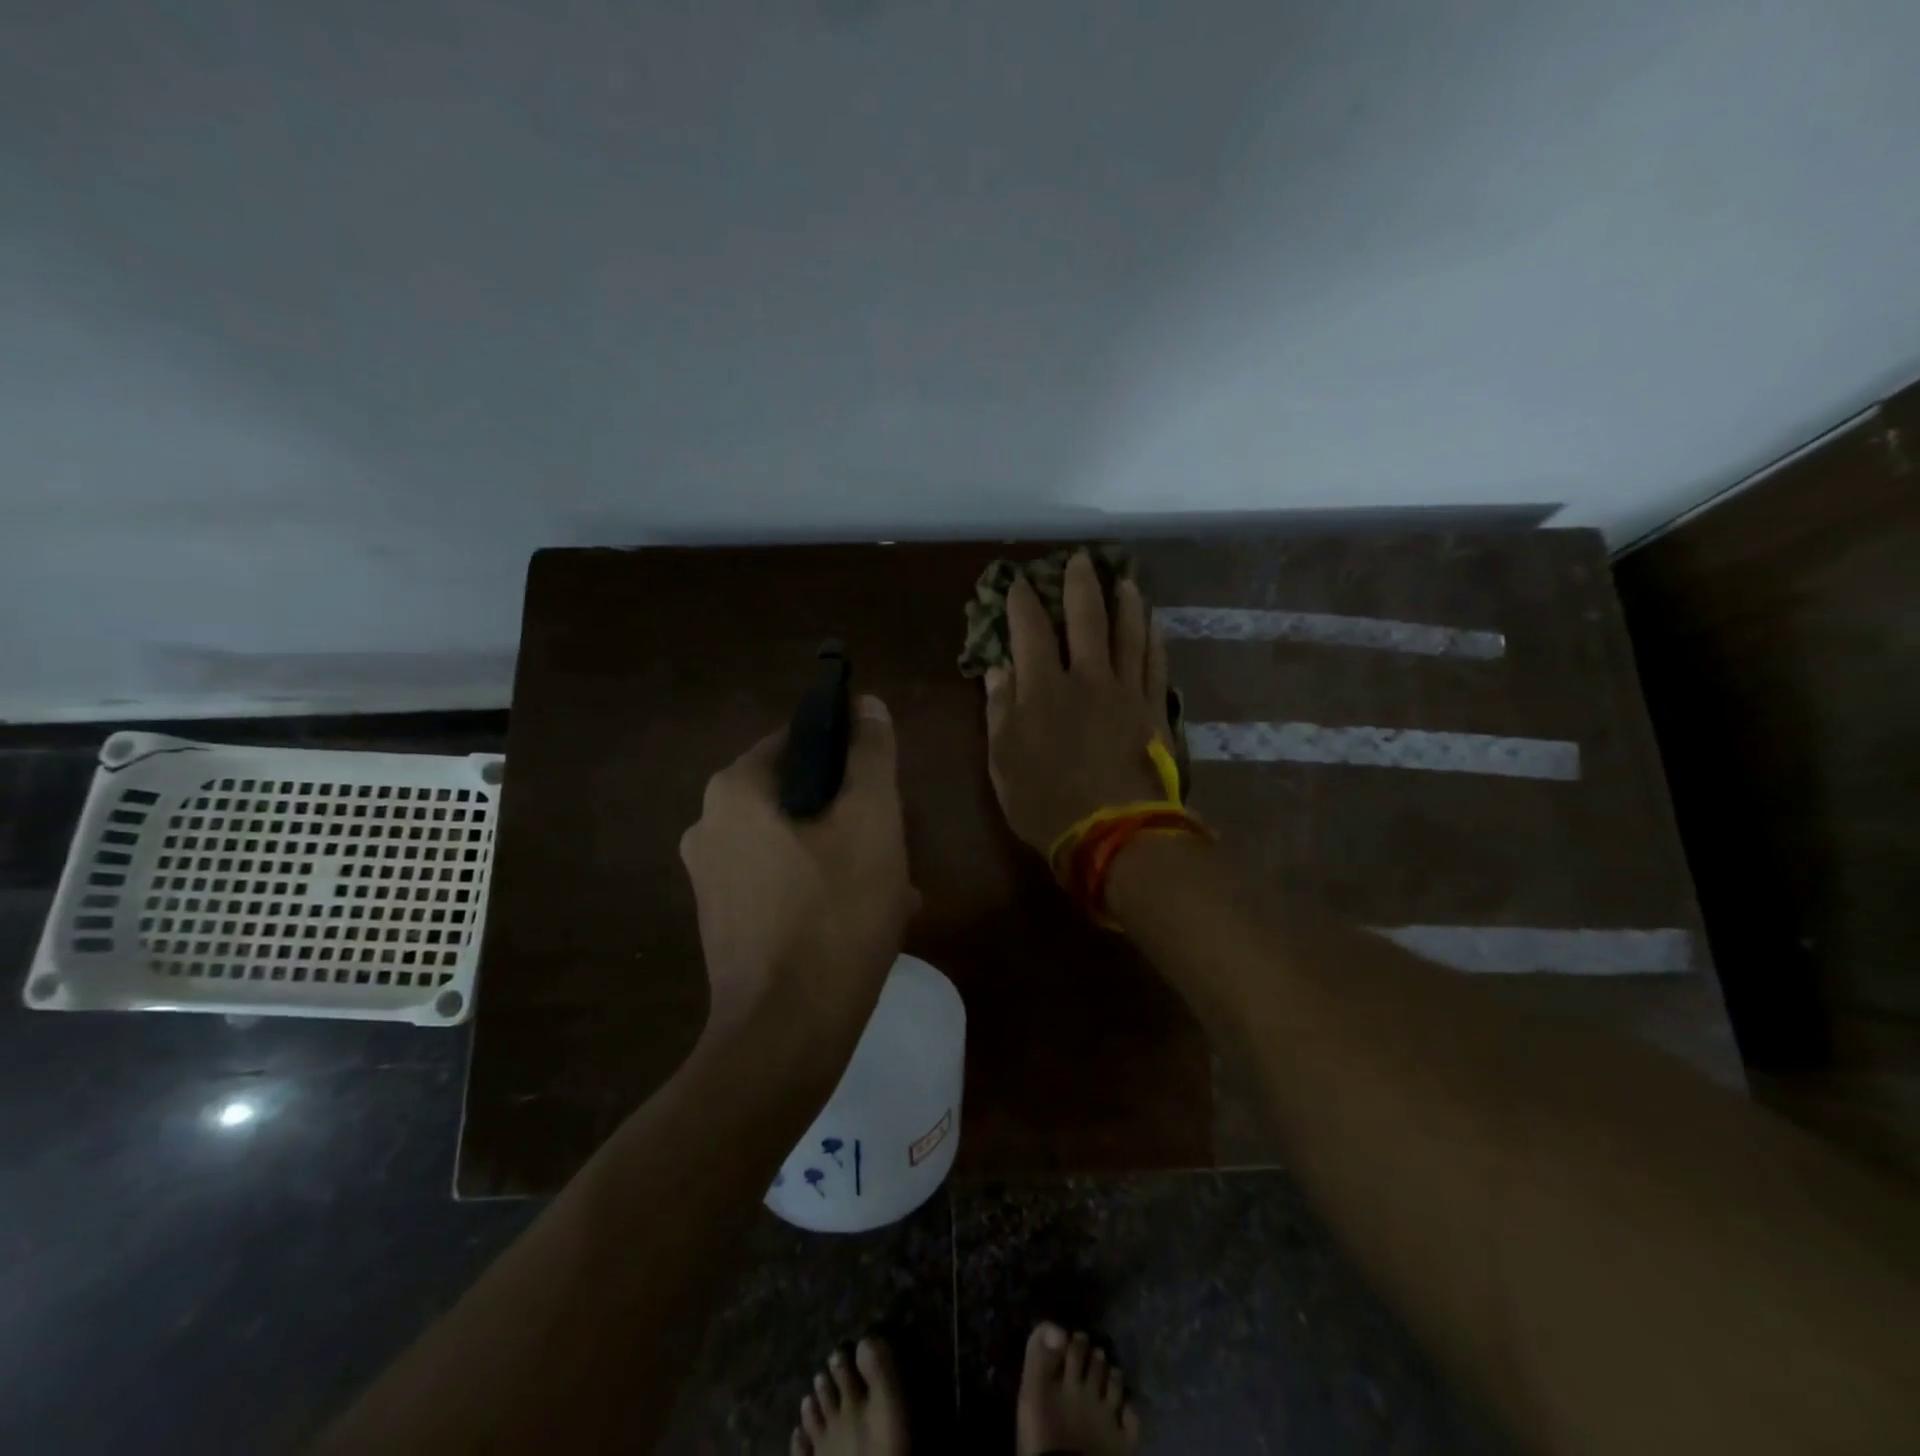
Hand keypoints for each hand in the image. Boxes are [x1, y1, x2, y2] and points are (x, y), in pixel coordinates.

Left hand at [679, 696, 917, 1041]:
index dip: (849, 749)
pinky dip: (820, 887)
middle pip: (798, 793)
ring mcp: (711, 878)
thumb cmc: (835, 913)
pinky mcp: (723, 921)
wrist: (786, 1034)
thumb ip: (871, 755)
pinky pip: (780, 881)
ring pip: (794, 841)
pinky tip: (862, 917)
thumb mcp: (871, 821)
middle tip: (895, 841)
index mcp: (735, 790)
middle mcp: (709, 826)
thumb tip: (867, 705)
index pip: (799, 738)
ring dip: (843, 853)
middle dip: (850, 812)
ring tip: (893, 886)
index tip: (886, 782)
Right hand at [985, 550, 1173, 853]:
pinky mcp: (1153, 709)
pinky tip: (1153, 622)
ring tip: (1125, 580)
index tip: (1018, 583)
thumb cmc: (1046, 802)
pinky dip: (1153, 638)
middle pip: (1086, 619)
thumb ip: (1000, 710)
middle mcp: (1087, 677)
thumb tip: (998, 669)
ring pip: (1128, 633)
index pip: (1030, 631)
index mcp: (1043, 688)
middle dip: (1080, 585)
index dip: (1022, 603)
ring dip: (1126, 602)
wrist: (1114, 833)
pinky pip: (1155, 663)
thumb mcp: (1003, 762)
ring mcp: (1126, 691)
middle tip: (1080, 559)